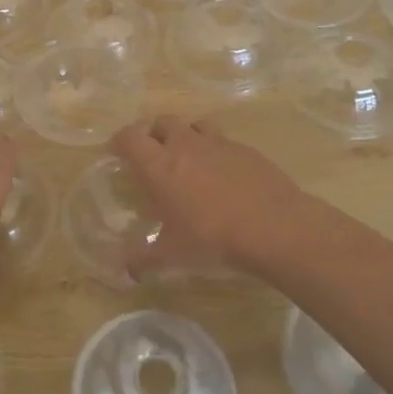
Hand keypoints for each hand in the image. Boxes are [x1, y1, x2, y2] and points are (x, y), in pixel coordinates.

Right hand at [109, 115, 306, 277]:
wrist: (274, 227)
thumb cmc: (212, 238)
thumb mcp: (172, 255)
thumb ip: (143, 260)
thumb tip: (124, 271)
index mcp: (159, 165)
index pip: (130, 137)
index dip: (120, 141)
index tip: (117, 153)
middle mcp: (186, 145)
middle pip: (162, 122)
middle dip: (153, 134)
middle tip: (153, 157)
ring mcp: (219, 144)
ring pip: (194, 125)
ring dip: (186, 136)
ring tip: (188, 160)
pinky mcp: (246, 150)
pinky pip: (223, 141)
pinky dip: (216, 152)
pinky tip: (222, 176)